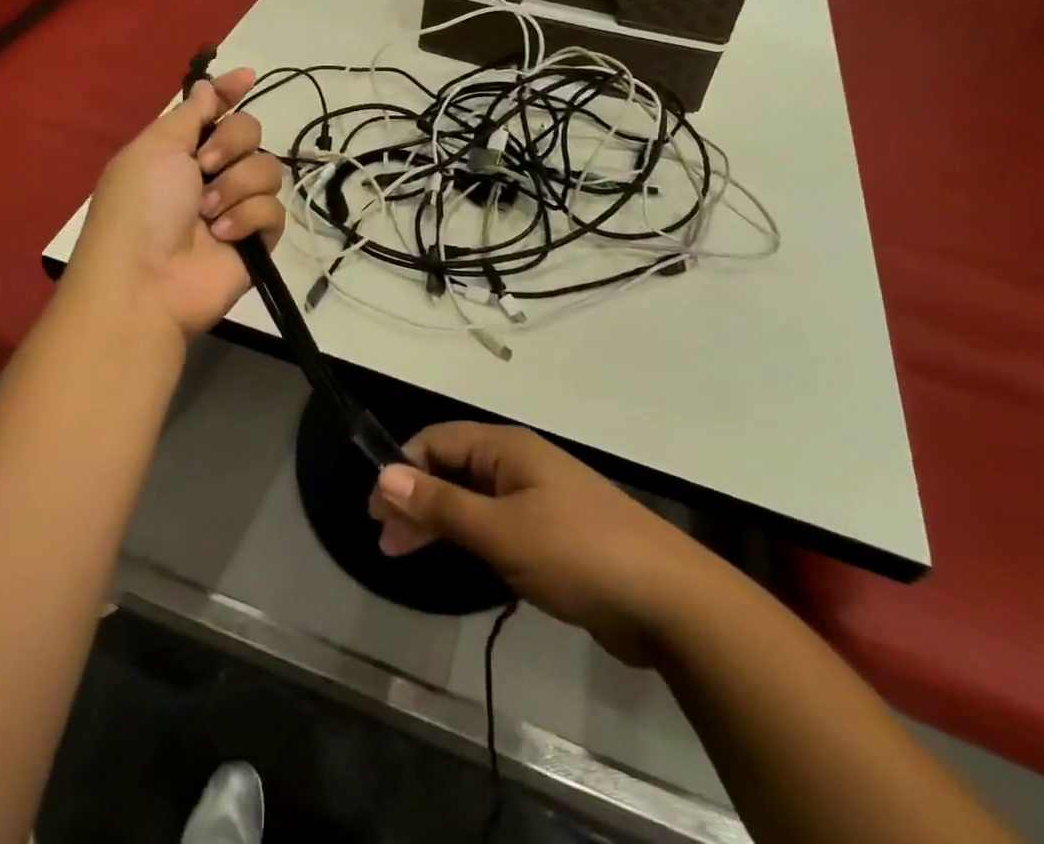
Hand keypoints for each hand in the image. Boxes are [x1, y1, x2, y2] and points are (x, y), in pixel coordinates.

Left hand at [71, 69, 285, 338]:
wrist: (147, 280)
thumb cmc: (142, 205)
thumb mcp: (157, 147)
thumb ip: (191, 114)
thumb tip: (207, 84)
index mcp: (181, 149)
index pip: (215, 110)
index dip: (230, 92)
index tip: (248, 76)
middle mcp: (210, 173)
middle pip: (250, 132)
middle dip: (232, 143)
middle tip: (205, 166)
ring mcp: (235, 206)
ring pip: (267, 169)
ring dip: (236, 186)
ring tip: (209, 213)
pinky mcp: (256, 239)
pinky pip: (274, 210)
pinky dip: (248, 218)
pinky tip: (224, 235)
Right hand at [368, 423, 705, 666]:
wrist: (668, 602)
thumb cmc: (576, 552)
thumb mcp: (500, 531)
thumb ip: (440, 504)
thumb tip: (385, 475)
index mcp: (507, 448)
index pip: (439, 441)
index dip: (403, 469)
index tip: (375, 508)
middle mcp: (519, 465)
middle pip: (452, 470)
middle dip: (416, 499)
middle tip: (383, 539)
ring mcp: (538, 500)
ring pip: (472, 501)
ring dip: (438, 522)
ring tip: (403, 553)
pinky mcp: (551, 536)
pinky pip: (496, 526)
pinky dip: (468, 540)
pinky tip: (454, 562)